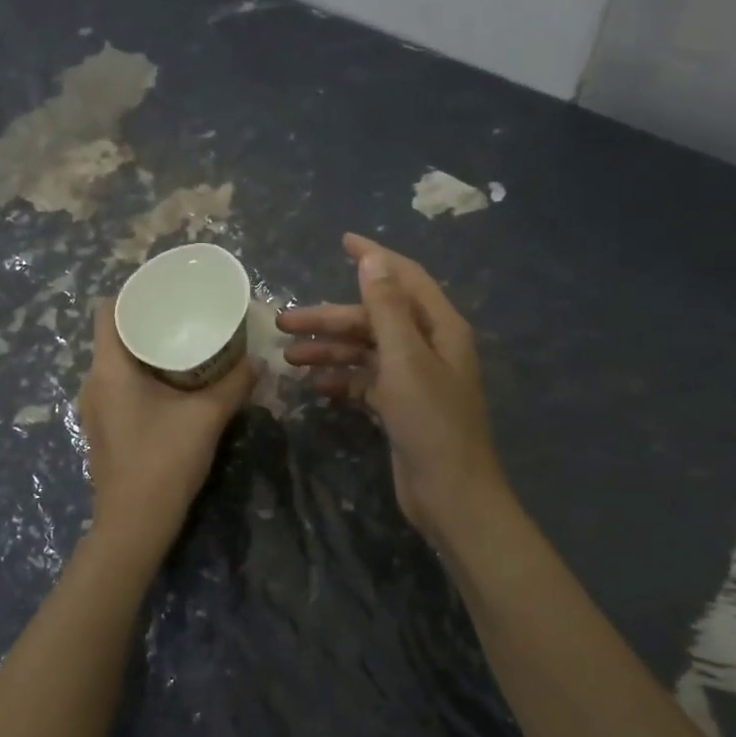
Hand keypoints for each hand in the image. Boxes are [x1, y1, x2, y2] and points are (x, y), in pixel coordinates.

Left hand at [76, 298, 257, 554]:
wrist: (134, 526)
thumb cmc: (164, 462)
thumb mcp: (207, 418)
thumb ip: (234, 385)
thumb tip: (258, 361)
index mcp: (109, 369)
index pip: (106, 311)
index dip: (132, 294)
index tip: (166, 291)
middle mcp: (94, 382)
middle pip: (113, 335)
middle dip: (148, 321)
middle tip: (186, 315)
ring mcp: (95, 408)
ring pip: (117, 363)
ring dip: (147, 351)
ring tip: (185, 346)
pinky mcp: (104, 428)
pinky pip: (119, 386)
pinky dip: (143, 375)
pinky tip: (174, 384)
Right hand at [278, 234, 509, 547]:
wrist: (451, 495)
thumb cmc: (431, 423)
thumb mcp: (406, 360)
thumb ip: (387, 309)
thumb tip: (373, 259)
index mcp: (440, 328)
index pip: (404, 279)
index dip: (374, 258)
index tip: (342, 241)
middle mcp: (429, 347)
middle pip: (375, 319)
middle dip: (331, 319)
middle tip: (284, 323)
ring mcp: (415, 378)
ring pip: (366, 351)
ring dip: (330, 351)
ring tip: (289, 358)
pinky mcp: (401, 407)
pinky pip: (366, 382)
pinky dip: (342, 380)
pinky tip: (315, 386)